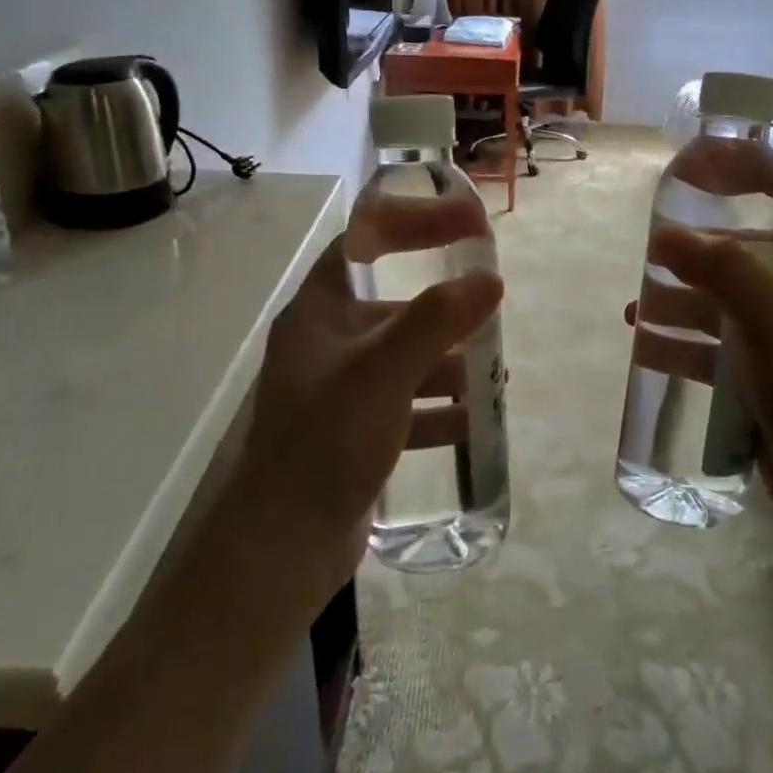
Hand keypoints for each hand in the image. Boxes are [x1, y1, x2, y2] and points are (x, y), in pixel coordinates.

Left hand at [230, 232, 501, 603]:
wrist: (280, 551)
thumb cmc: (325, 444)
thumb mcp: (383, 373)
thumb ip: (437, 320)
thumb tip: (490, 279)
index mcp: (320, 310)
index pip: (368, 239)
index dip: (418, 221)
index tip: (471, 223)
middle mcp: (327, 342)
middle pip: (393, 301)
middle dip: (445, 304)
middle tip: (492, 306)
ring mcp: (340, 389)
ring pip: (405, 355)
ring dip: (449, 359)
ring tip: (493, 372)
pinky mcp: (354, 431)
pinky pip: (406, 403)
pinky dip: (438, 406)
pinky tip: (470, 421)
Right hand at [632, 187, 772, 565]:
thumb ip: (723, 270)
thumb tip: (666, 235)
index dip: (749, 184)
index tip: (700, 177)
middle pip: (743, 256)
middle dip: (697, 253)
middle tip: (650, 252)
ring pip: (721, 306)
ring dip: (680, 304)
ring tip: (634, 309)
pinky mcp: (760, 379)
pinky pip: (714, 350)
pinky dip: (682, 347)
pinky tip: (646, 350)